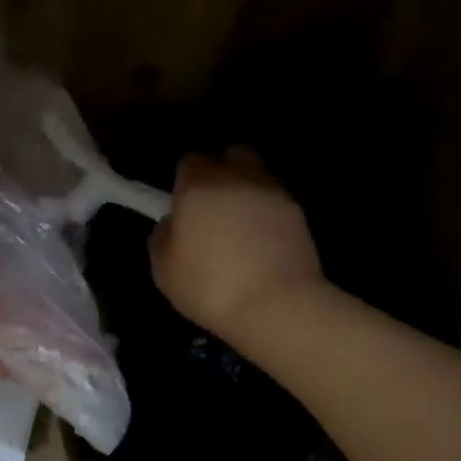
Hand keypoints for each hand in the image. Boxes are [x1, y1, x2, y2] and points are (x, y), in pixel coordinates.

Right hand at [149, 148, 327, 340]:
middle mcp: (237, 178)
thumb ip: (162, 237)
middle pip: (232, 155)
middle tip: (214, 206)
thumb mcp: (163, 270)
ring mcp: (273, 193)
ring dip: (247, 191)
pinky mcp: (298, 213)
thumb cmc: (208, 286)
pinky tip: (261, 243)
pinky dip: (267, 214)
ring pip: (257, 176)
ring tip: (241, 226)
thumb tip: (173, 223)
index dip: (185, 180)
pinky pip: (276, 202)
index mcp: (198, 187)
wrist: (276, 305)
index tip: (182, 205)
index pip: (190, 161)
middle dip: (222, 172)